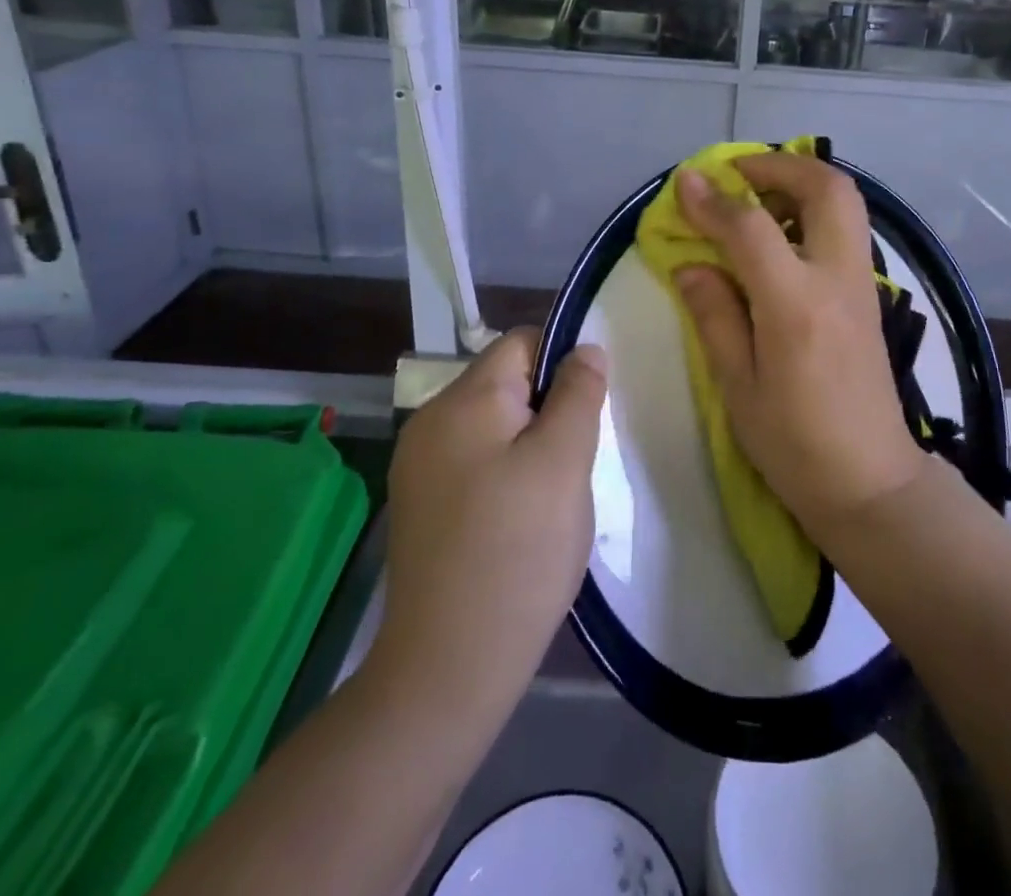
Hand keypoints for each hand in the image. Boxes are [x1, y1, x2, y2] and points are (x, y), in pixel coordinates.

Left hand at [372, 329, 606, 714]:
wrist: (448, 668)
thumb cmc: (516, 551)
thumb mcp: (562, 463)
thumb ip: (577, 394)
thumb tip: (585, 348)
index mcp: (462, 401)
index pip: (521, 343)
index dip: (563, 363)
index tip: (590, 410)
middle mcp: (431, 422)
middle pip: (506, 384)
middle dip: (549, 408)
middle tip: (576, 461)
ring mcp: (420, 467)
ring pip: (495, 426)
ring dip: (532, 444)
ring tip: (554, 494)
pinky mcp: (423, 505)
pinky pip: (476, 462)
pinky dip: (507, 473)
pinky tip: (523, 518)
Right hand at [673, 153, 926, 540]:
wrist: (870, 482)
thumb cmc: (794, 444)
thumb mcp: (738, 387)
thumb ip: (714, 315)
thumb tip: (690, 263)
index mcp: (796, 306)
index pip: (752, 227)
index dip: (714, 199)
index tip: (685, 182)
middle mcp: (837, 280)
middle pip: (825, 188)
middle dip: (779, 164)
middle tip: (737, 174)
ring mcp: (861, 285)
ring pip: (845, 202)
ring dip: (801, 182)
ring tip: (756, 198)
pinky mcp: (869, 296)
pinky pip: (847, 229)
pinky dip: (814, 210)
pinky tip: (781, 236)